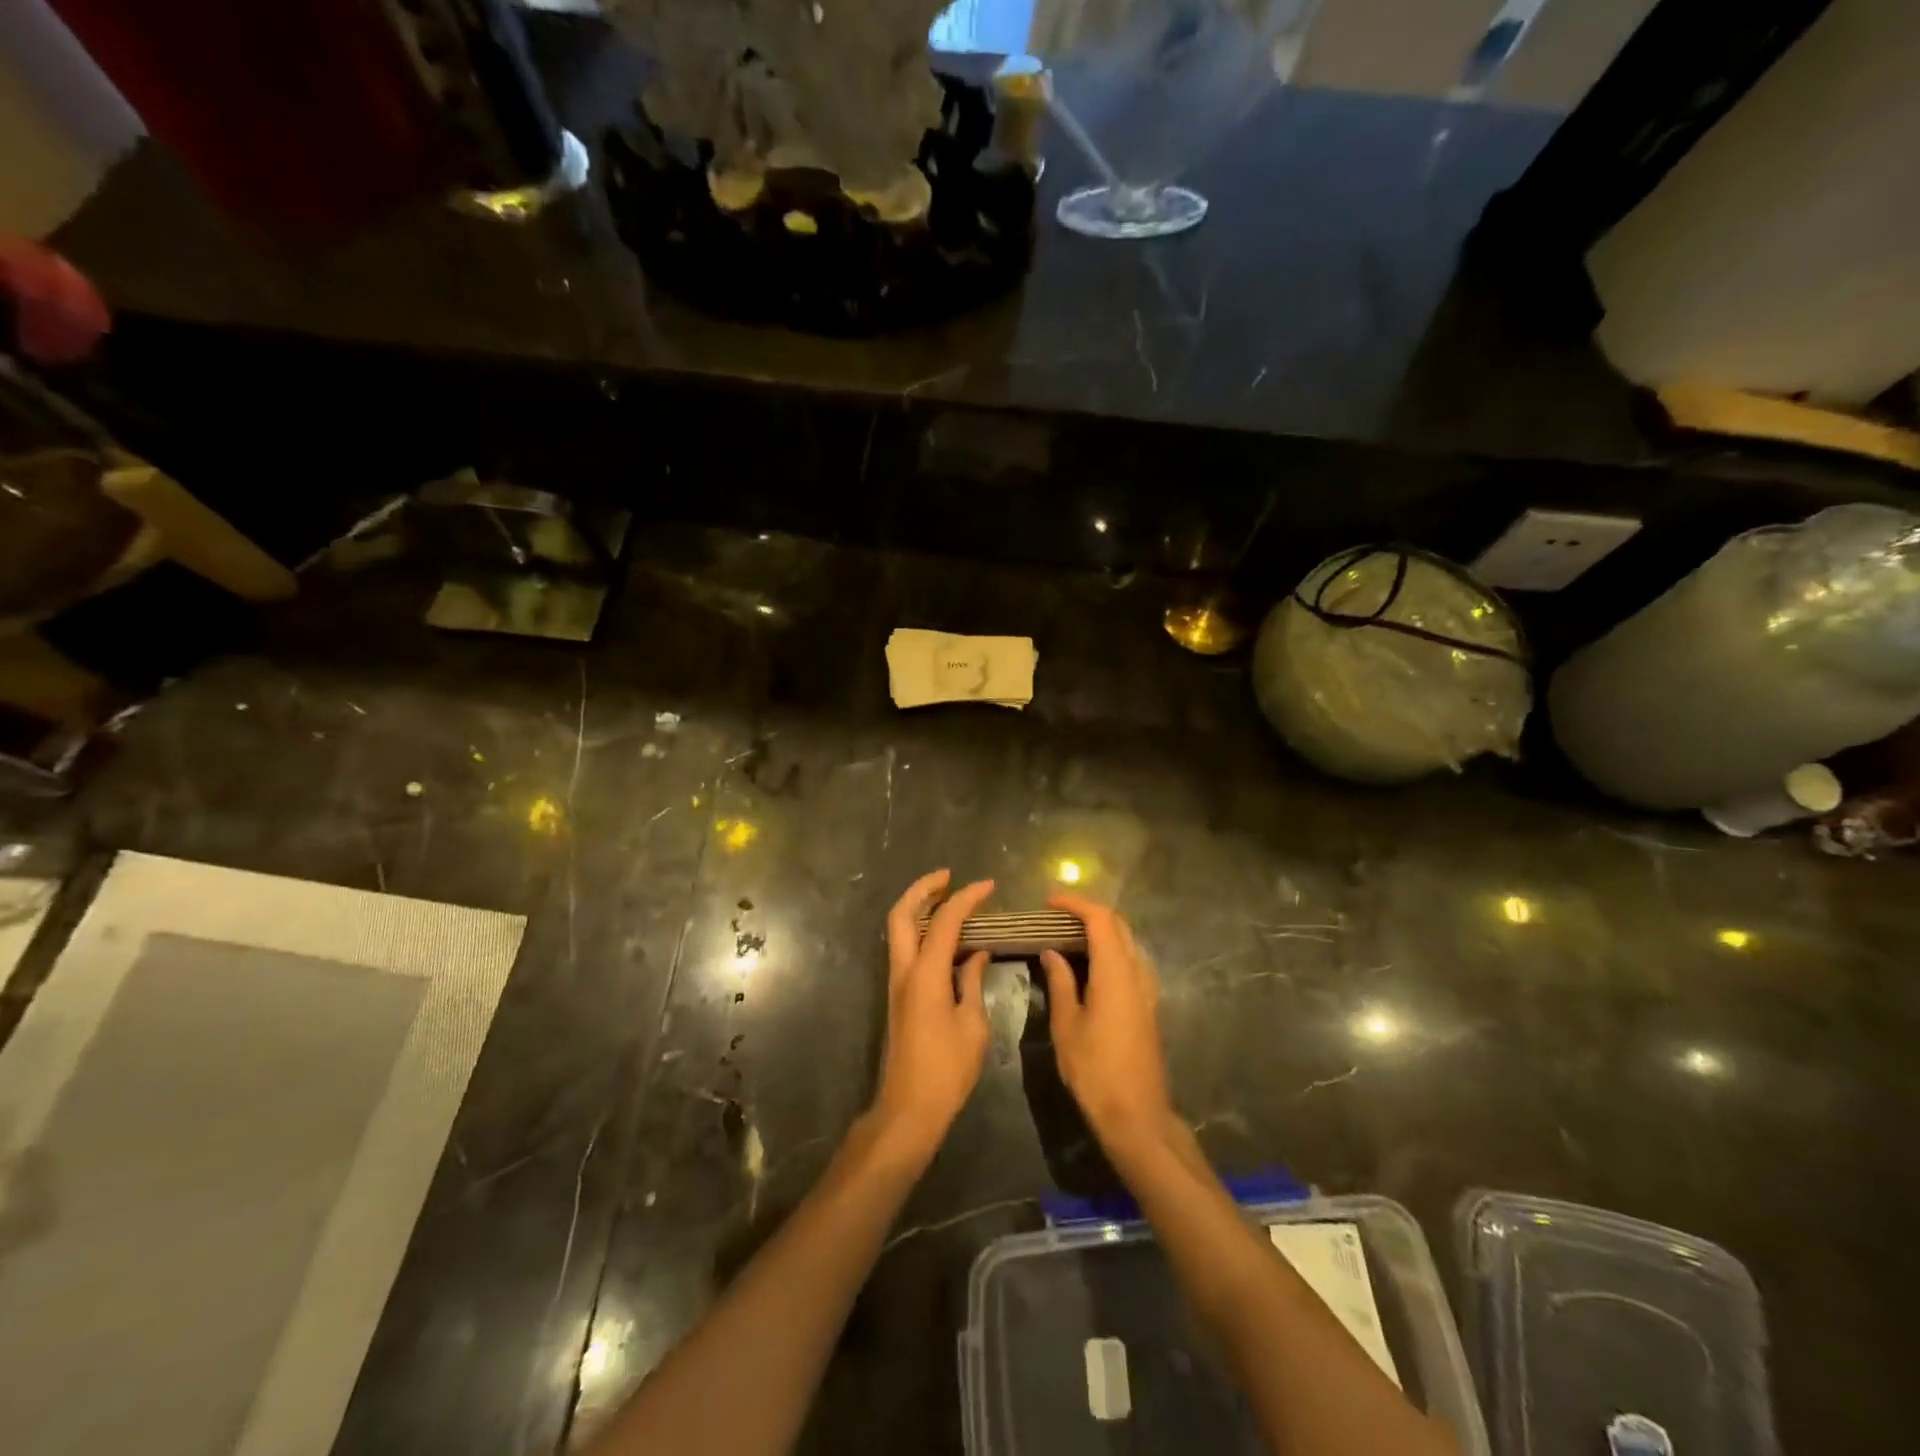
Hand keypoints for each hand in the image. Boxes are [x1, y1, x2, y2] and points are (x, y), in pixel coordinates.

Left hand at [872, 870, 996, 1156]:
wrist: (909, 1107)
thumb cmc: (947, 1070)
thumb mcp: (972, 1025)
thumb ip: (972, 982)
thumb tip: (976, 955)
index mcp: (925, 974)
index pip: (945, 921)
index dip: (967, 898)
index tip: (989, 885)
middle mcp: (904, 970)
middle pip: (902, 914)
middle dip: (923, 889)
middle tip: (949, 877)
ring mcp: (897, 982)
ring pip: (899, 929)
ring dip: (919, 907)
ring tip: (949, 897)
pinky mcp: (899, 995)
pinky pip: (906, 948)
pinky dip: (922, 930)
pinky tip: (948, 937)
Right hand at [1040, 895, 1175, 1153]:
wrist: (1136, 1115)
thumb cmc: (1095, 1070)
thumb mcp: (1067, 1025)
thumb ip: (1060, 982)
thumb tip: (1051, 952)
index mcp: (1116, 972)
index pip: (1100, 919)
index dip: (1075, 904)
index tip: (1049, 902)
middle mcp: (1137, 972)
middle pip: (1118, 925)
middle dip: (1088, 913)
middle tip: (1055, 916)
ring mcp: (1147, 989)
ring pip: (1127, 942)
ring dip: (1100, 931)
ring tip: (1067, 936)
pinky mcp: (1147, 1005)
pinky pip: (1130, 962)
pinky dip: (1109, 950)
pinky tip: (1088, 965)